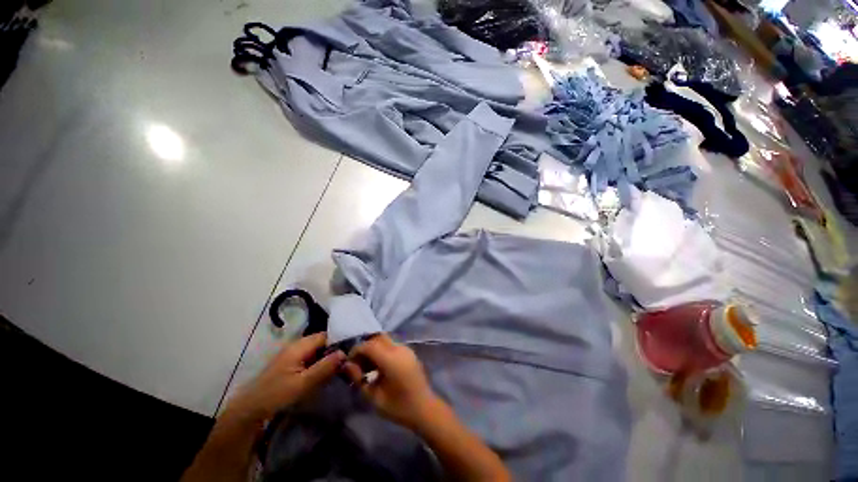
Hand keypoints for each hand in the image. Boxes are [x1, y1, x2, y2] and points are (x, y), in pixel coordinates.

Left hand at [227, 333, 344, 421]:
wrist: (249, 409)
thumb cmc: (276, 394)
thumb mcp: (303, 383)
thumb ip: (324, 367)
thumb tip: (344, 353)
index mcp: (300, 346)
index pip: (326, 336)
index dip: (338, 342)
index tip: (350, 353)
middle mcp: (296, 345)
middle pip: (321, 342)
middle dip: (333, 351)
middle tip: (345, 363)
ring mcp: (292, 354)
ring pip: (316, 351)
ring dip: (326, 358)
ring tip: (338, 369)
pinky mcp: (289, 363)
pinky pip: (309, 358)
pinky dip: (318, 363)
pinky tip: (323, 374)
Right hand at [342, 334, 439, 429]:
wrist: (424, 408)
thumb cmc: (398, 406)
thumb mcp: (374, 397)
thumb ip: (359, 378)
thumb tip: (348, 365)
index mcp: (391, 358)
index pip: (369, 345)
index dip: (356, 351)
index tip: (348, 362)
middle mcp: (399, 348)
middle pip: (378, 338)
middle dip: (365, 347)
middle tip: (357, 363)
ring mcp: (406, 348)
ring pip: (385, 339)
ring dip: (374, 348)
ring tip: (367, 366)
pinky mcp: (409, 352)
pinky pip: (392, 344)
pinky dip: (382, 350)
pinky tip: (379, 366)